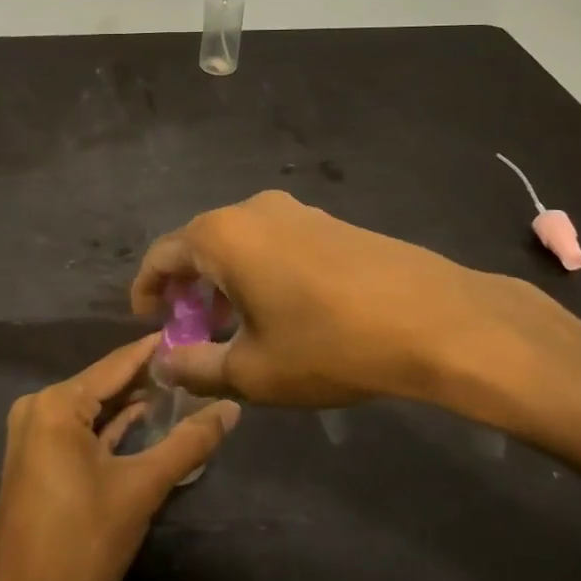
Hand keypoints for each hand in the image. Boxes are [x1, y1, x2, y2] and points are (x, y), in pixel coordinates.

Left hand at [0, 336, 240, 580]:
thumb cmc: (81, 543)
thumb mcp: (141, 489)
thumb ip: (188, 443)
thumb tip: (232, 407)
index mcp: (57, 403)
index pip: (117, 363)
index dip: (156, 350)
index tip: (193, 332)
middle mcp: (39, 407)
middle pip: (104, 383)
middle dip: (148, 378)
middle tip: (195, 365)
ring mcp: (33, 433)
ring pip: (93, 407)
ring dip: (131, 403)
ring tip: (179, 388)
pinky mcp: (36, 458)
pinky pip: (79, 429)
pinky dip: (110, 427)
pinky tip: (143, 420)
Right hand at [132, 190, 580, 436]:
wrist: (433, 319)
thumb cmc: (329, 344)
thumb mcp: (253, 370)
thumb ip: (196, 367)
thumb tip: (163, 363)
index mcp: (222, 235)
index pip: (162, 255)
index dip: (147, 290)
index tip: (148, 323)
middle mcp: (252, 209)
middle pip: (200, 244)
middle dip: (188, 289)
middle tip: (192, 332)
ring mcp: (296, 210)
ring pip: (240, 243)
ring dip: (225, 282)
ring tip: (234, 326)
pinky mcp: (330, 221)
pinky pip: (274, 242)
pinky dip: (259, 272)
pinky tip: (280, 310)